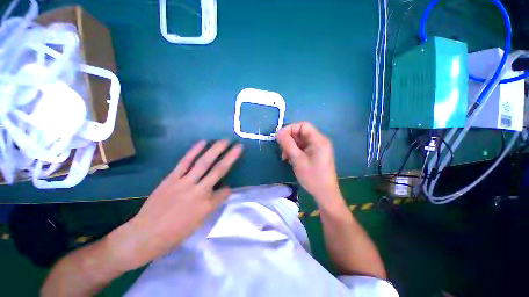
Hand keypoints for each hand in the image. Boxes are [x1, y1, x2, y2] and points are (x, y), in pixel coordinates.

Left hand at [108, 140, 242, 270]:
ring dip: (216, 150)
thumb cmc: (174, 234)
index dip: (228, 189)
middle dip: (230, 157)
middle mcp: (199, 192)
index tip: (227, 189)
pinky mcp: (172, 178)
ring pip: (204, 163)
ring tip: (224, 141)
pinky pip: (185, 162)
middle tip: (238, 146)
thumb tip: (220, 192)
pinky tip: (202, 142)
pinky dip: (194, 151)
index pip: (225, 192)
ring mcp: (184, 183)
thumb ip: (212, 205)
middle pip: (219, 170)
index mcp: (207, 206)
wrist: (144, 236)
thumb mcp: (198, 223)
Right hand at [276, 122, 341, 205]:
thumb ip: (287, 144)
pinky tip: (290, 160)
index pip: (302, 126)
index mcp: (318, 139)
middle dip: (289, 140)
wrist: (325, 194)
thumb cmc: (312, 176)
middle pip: (301, 133)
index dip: (290, 129)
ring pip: (300, 141)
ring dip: (291, 147)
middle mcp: (319, 141)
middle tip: (282, 151)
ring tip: (285, 158)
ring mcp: (318, 148)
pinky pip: (303, 148)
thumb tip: (278, 132)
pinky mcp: (315, 155)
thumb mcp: (297, 159)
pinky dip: (295, 152)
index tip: (280, 138)